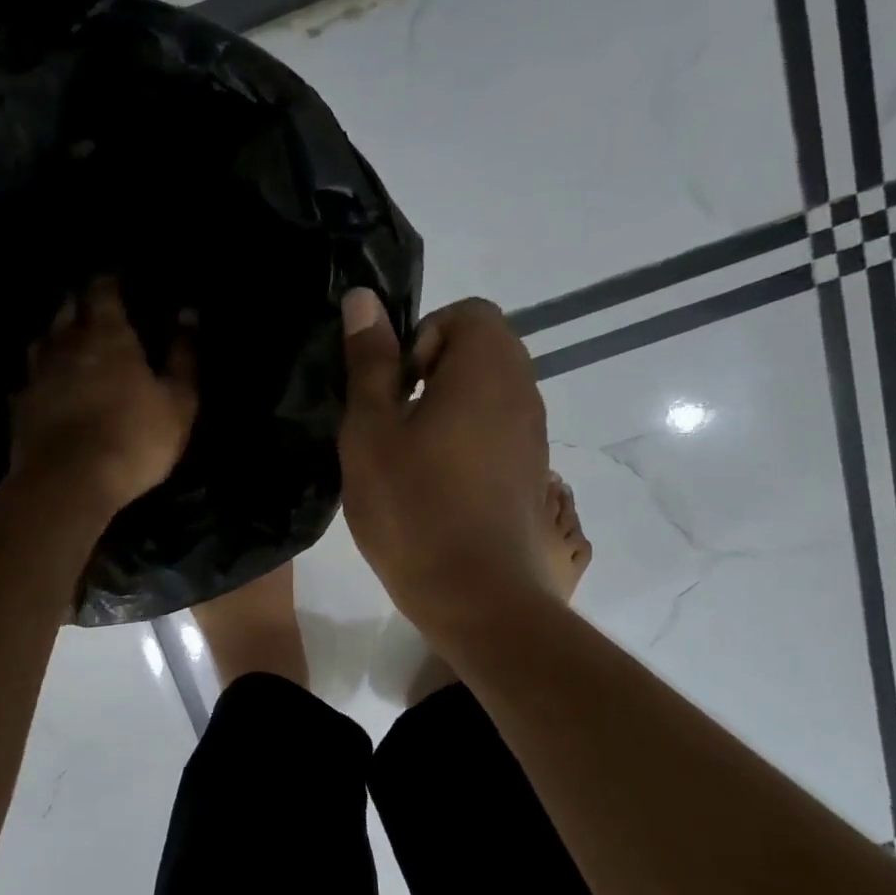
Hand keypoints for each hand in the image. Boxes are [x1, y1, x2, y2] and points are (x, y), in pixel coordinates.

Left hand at [10, 276, 197, 518]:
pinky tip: (40, 382)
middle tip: (88, 303)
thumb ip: (183, 355)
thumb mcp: (178, 400)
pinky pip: (27, 380)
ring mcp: (38, 375)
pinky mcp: (21, 406)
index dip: (108, 283)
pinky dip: (36, 375)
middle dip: (77, 303)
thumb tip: (188, 313)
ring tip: (63, 336)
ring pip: (42, 341)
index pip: (103, 293)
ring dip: (53, 334)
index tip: (114, 279)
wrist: (71, 481)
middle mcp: (68, 345)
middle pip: (67, 311)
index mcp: (109, 336)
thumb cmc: (135, 438)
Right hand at [337, 290, 552, 639]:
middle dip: (432, 371)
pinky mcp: (530, 472)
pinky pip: (497, 429)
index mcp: (487, 369)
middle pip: (481, 349)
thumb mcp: (371, 431)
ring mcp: (532, 435)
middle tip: (394, 420)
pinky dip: (465, 438)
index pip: (467, 312)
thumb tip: (363, 299)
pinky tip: (434, 484)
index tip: (394, 387)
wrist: (477, 595)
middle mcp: (523, 392)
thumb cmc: (413, 507)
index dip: (422, 338)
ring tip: (409, 456)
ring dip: (447, 407)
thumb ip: (369, 362)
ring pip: (488, 392)